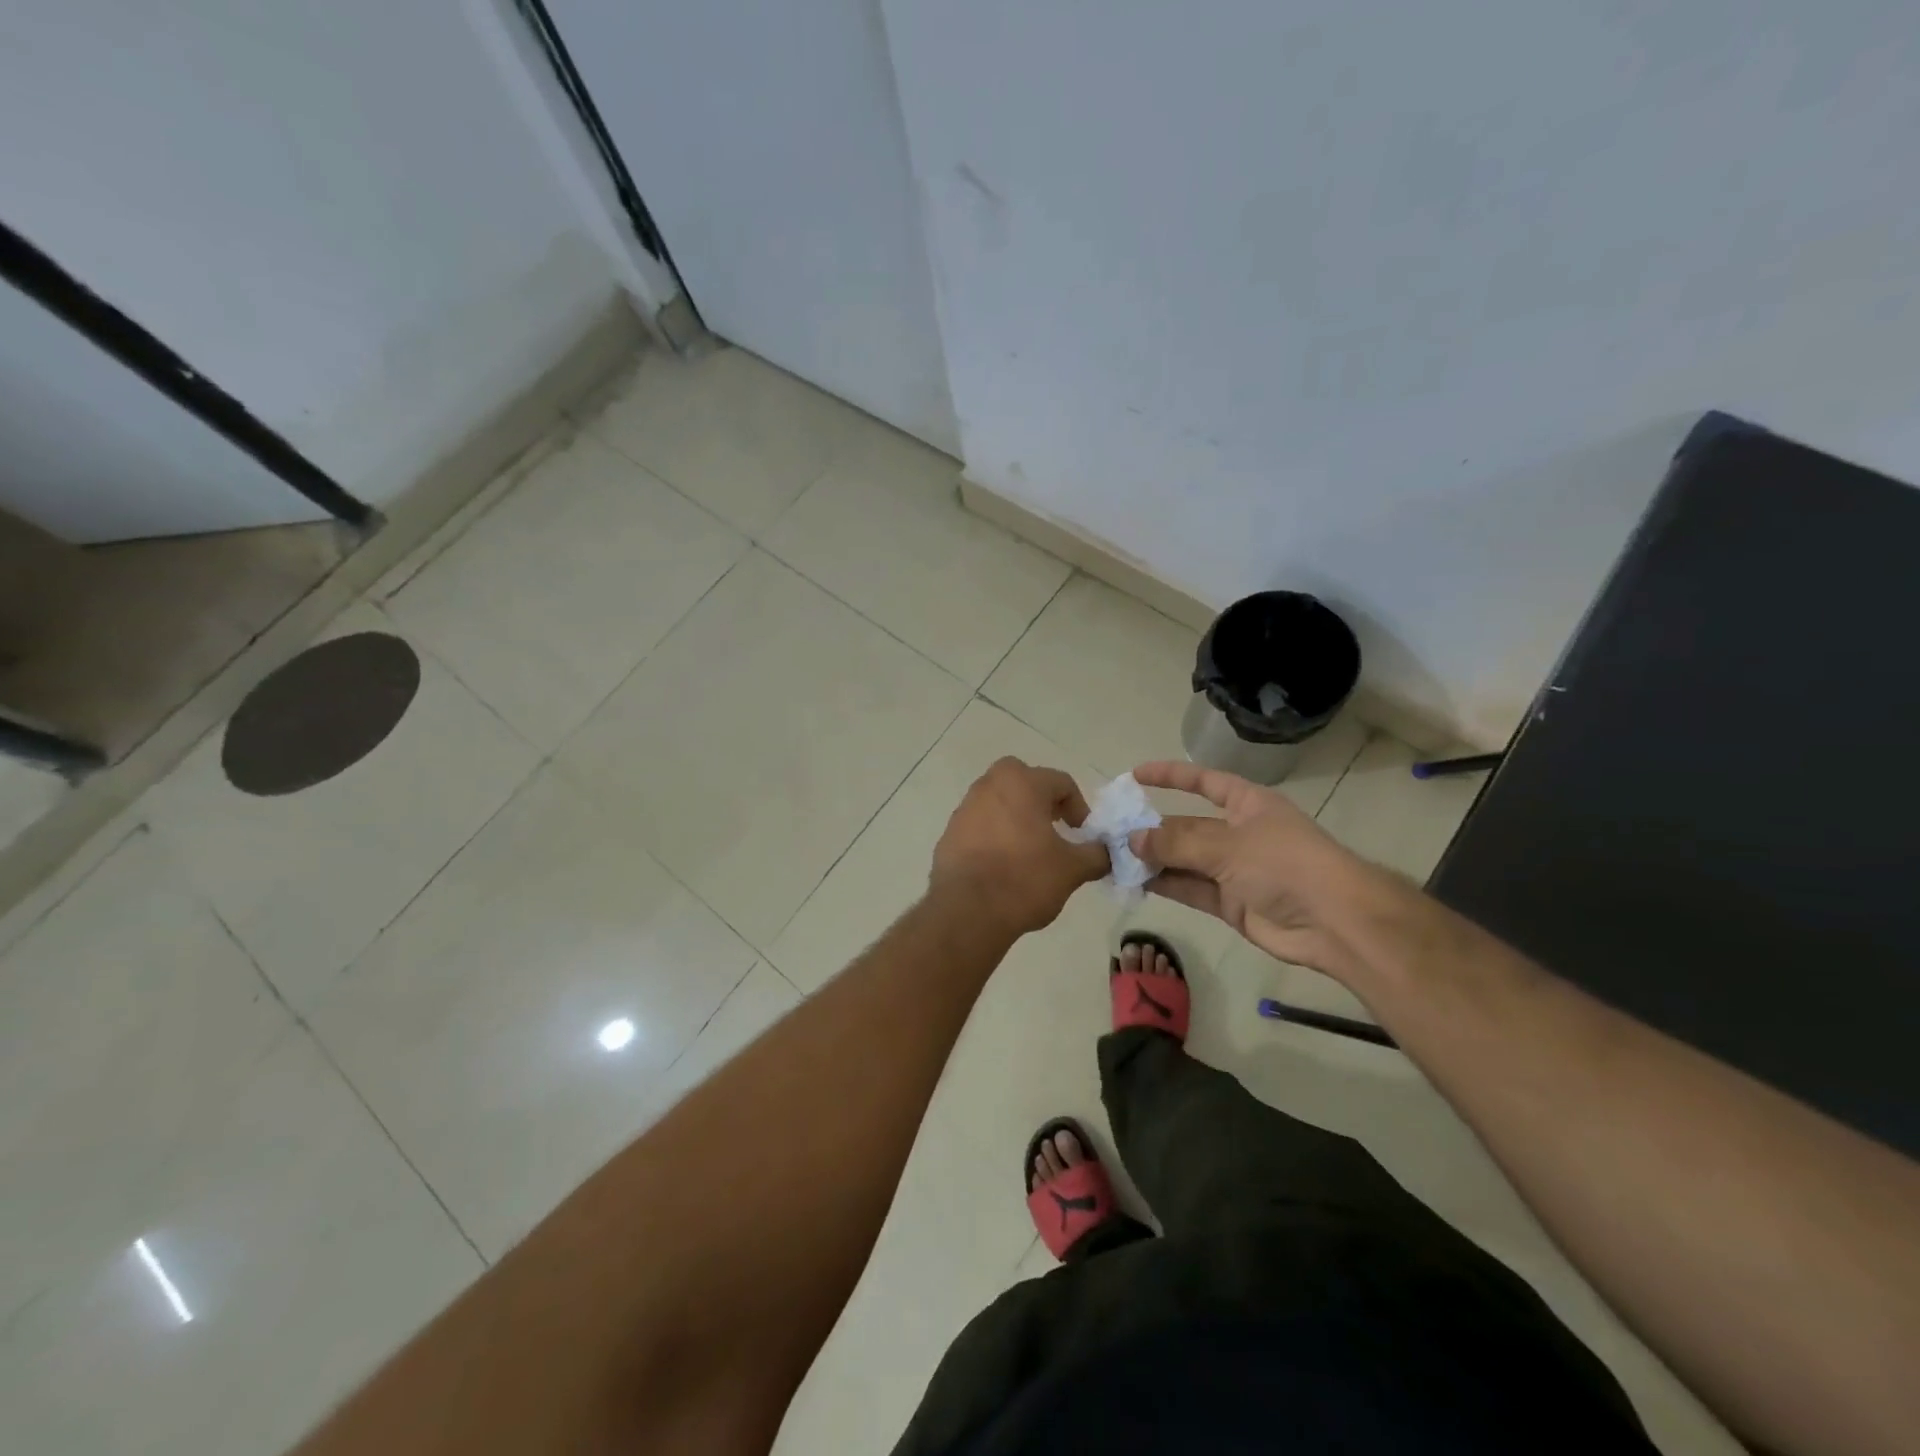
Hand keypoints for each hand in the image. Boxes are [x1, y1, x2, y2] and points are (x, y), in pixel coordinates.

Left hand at [931, 758, 1109, 935]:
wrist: (967, 911)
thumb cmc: (1025, 879)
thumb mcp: (1072, 869)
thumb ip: (1096, 854)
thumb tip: (1106, 852)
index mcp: (1021, 782)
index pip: (1061, 782)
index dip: (1079, 808)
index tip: (1082, 835)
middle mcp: (989, 785)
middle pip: (1024, 783)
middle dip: (1043, 802)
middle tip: (1054, 831)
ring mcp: (964, 808)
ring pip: (999, 803)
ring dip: (1017, 819)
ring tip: (1029, 852)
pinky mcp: (949, 833)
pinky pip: (980, 826)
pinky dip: (994, 836)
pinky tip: (1002, 867)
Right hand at [1129, 760, 1377, 977]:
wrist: (1333, 922)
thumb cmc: (1285, 864)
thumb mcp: (1228, 844)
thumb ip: (1177, 843)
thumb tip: (1133, 840)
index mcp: (1247, 804)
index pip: (1204, 781)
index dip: (1172, 775)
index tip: (1136, 774)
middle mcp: (1238, 832)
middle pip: (1188, 825)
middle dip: (1153, 827)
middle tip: (1112, 831)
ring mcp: (1234, 870)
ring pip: (1184, 859)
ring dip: (1153, 859)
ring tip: (1113, 857)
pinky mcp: (1230, 903)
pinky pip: (1189, 888)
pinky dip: (1164, 884)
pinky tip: (1133, 880)